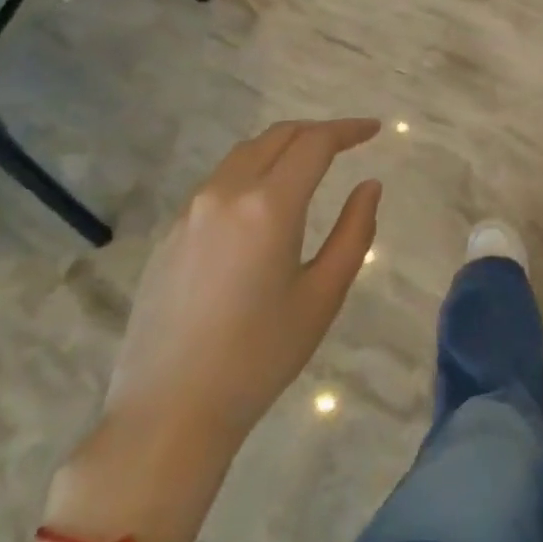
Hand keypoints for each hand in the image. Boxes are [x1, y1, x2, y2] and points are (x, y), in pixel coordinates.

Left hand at [48, 119, 381, 541]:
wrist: (168, 412)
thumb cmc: (259, 356)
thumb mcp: (323, 295)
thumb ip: (353, 232)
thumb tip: (369, 186)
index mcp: (268, 206)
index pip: (314, 143)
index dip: (348, 129)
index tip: (374, 129)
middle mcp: (225, 194)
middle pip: (276, 137)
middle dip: (316, 131)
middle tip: (349, 141)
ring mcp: (190, 212)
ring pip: (243, 155)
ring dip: (282, 147)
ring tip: (311, 164)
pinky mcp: (169, 234)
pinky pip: (218, 183)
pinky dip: (252, 172)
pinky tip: (265, 202)